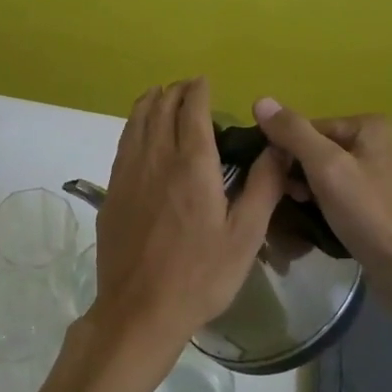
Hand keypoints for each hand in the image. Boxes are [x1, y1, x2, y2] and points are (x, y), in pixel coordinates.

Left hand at [88, 79, 287, 365]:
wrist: (140, 310)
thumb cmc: (200, 275)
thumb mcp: (245, 236)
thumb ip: (263, 186)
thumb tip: (279, 147)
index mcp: (192, 164)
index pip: (192, 109)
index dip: (199, 89)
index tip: (206, 81)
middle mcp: (156, 157)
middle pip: (161, 107)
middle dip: (176, 91)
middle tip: (190, 89)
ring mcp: (128, 172)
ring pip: (137, 120)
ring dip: (151, 102)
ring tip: (163, 96)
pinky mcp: (112, 190)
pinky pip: (123, 142)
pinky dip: (135, 124)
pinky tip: (141, 132)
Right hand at [251, 100, 391, 298]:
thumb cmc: (370, 215)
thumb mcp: (326, 169)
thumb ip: (293, 133)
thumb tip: (261, 100)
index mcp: (373, 126)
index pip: (311, 129)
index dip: (288, 154)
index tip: (278, 183)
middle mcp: (387, 142)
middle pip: (323, 150)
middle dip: (302, 175)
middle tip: (292, 202)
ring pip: (335, 175)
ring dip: (315, 193)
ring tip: (306, 216)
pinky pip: (351, 194)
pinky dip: (334, 205)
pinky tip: (327, 224)